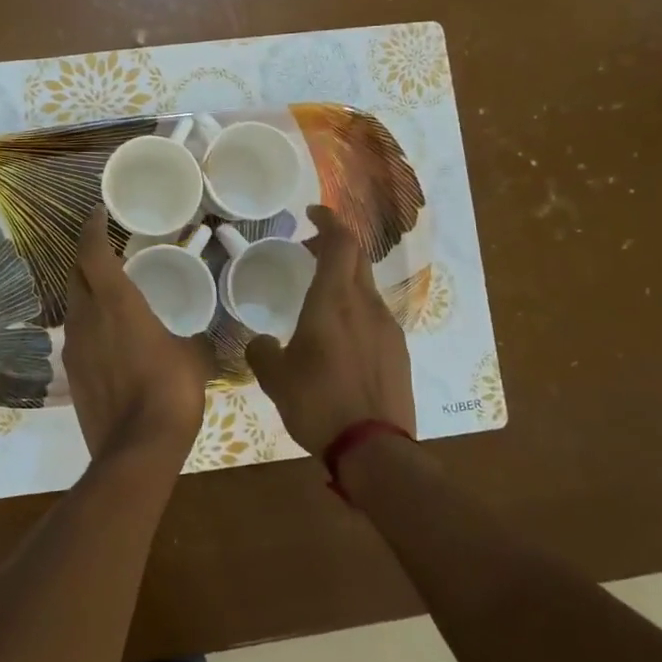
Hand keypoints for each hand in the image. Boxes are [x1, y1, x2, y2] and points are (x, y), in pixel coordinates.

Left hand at [63, 208, 209, 464]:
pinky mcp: (72, 374)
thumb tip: (196, 341)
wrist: (137, 448)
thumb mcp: (194, 357)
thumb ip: (192, 339)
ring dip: (87, 292)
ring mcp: (74, 347)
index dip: (92, 228)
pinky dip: (90, 324)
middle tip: (108, 252)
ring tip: (111, 294)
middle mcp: (86, 317)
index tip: (97, 214)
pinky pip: (78, 335)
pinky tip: (110, 337)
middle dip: (87, 258)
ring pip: (74, 306)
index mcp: (116, 302)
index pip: (91, 252)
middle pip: (75, 275)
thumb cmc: (171, 390)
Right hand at [245, 204, 414, 455]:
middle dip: (334, 247)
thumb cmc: (319, 403)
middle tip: (308, 252)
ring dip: (344, 281)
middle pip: (357, 259)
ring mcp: (388, 328)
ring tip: (319, 300)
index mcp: (334, 301)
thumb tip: (263, 343)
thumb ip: (263, 352)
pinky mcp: (399, 352)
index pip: (341, 242)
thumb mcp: (276, 378)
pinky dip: (355, 310)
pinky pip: (375, 316)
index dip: (329, 221)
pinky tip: (340, 339)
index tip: (311, 213)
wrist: (375, 448)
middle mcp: (366, 305)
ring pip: (366, 288)